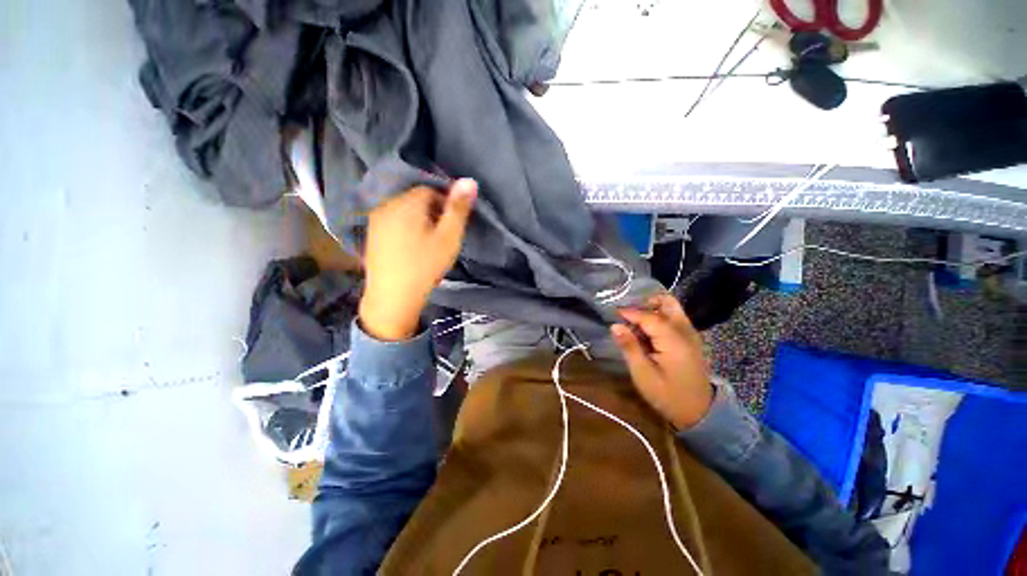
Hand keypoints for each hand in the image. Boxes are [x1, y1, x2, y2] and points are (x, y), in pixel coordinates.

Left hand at [358, 179, 476, 340]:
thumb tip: (470, 180)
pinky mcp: (371, 234)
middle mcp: (387, 205)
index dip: (445, 205)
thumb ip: (458, 209)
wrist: (393, 297)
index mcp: (407, 203)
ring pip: (404, 211)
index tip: (451, 226)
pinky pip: (393, 221)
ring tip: (427, 243)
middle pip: (415, 199)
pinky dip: (405, 228)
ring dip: (418, 220)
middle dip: (432, 212)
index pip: (430, 190)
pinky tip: (411, 248)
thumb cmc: (425, 265)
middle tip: (441, 236)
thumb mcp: (449, 238)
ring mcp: (376, 220)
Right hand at [610, 294, 712, 429]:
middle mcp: (685, 331)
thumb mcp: (643, 374)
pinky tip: (646, 330)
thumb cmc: (667, 395)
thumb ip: (629, 347)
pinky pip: (674, 318)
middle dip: (646, 302)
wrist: (699, 412)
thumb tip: (615, 326)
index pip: (650, 317)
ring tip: (634, 321)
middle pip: (668, 302)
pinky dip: (659, 316)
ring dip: (652, 308)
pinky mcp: (690, 339)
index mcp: (674, 341)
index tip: (614, 313)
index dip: (630, 312)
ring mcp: (690, 334)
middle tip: (628, 312)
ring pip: (672, 308)